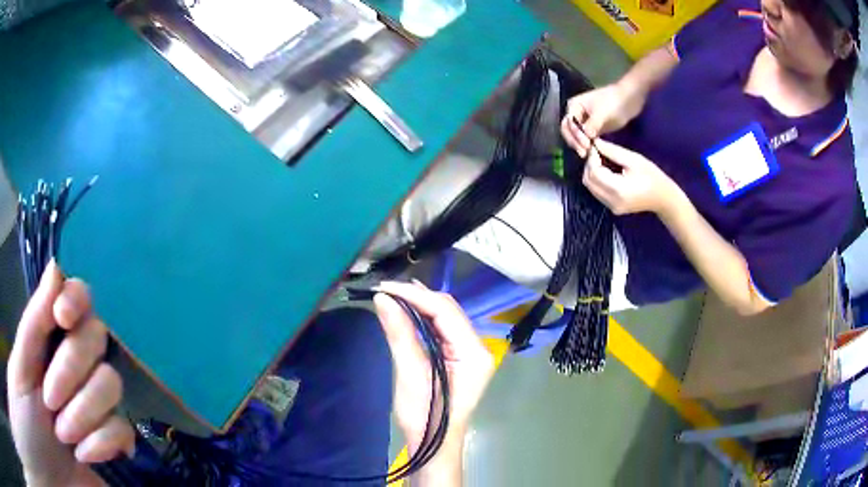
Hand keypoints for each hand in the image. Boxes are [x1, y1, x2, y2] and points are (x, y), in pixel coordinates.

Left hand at [7, 261, 134, 486]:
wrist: (53, 463)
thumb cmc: (28, 412)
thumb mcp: (20, 367)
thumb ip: (33, 323)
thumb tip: (56, 267)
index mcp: (49, 337)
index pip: (76, 296)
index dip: (76, 298)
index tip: (62, 318)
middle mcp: (75, 362)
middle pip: (96, 339)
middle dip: (70, 373)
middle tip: (49, 402)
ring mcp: (95, 402)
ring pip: (111, 385)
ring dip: (84, 414)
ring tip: (63, 436)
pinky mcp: (113, 439)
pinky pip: (123, 430)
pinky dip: (102, 444)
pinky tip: (83, 454)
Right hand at [372, 280, 494, 451]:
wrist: (433, 446)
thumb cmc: (424, 417)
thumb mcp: (410, 375)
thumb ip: (400, 334)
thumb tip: (383, 299)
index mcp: (474, 353)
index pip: (445, 311)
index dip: (415, 295)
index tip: (384, 288)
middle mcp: (478, 347)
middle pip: (449, 310)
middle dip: (418, 297)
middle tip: (385, 291)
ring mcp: (470, 352)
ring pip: (446, 317)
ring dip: (420, 304)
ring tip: (393, 294)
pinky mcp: (459, 358)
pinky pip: (442, 329)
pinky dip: (423, 318)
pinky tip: (408, 310)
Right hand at [560, 83, 643, 157]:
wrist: (630, 99)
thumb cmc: (614, 101)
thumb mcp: (602, 112)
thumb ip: (593, 124)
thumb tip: (586, 137)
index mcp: (574, 106)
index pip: (569, 124)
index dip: (575, 135)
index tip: (586, 145)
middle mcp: (576, 114)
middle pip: (569, 131)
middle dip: (575, 142)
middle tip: (584, 154)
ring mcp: (585, 122)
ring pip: (576, 136)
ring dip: (580, 146)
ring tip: (588, 155)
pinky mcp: (594, 129)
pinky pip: (586, 139)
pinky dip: (587, 146)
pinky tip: (592, 153)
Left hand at [582, 139, 683, 215]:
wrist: (663, 198)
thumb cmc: (652, 176)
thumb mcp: (634, 159)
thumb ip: (613, 151)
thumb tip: (595, 142)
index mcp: (618, 190)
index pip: (594, 172)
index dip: (591, 158)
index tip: (595, 147)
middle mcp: (611, 201)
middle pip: (588, 181)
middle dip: (589, 165)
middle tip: (598, 153)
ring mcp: (611, 207)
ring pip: (591, 187)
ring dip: (592, 172)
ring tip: (602, 160)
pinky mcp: (612, 208)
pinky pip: (597, 192)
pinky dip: (597, 180)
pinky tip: (606, 170)